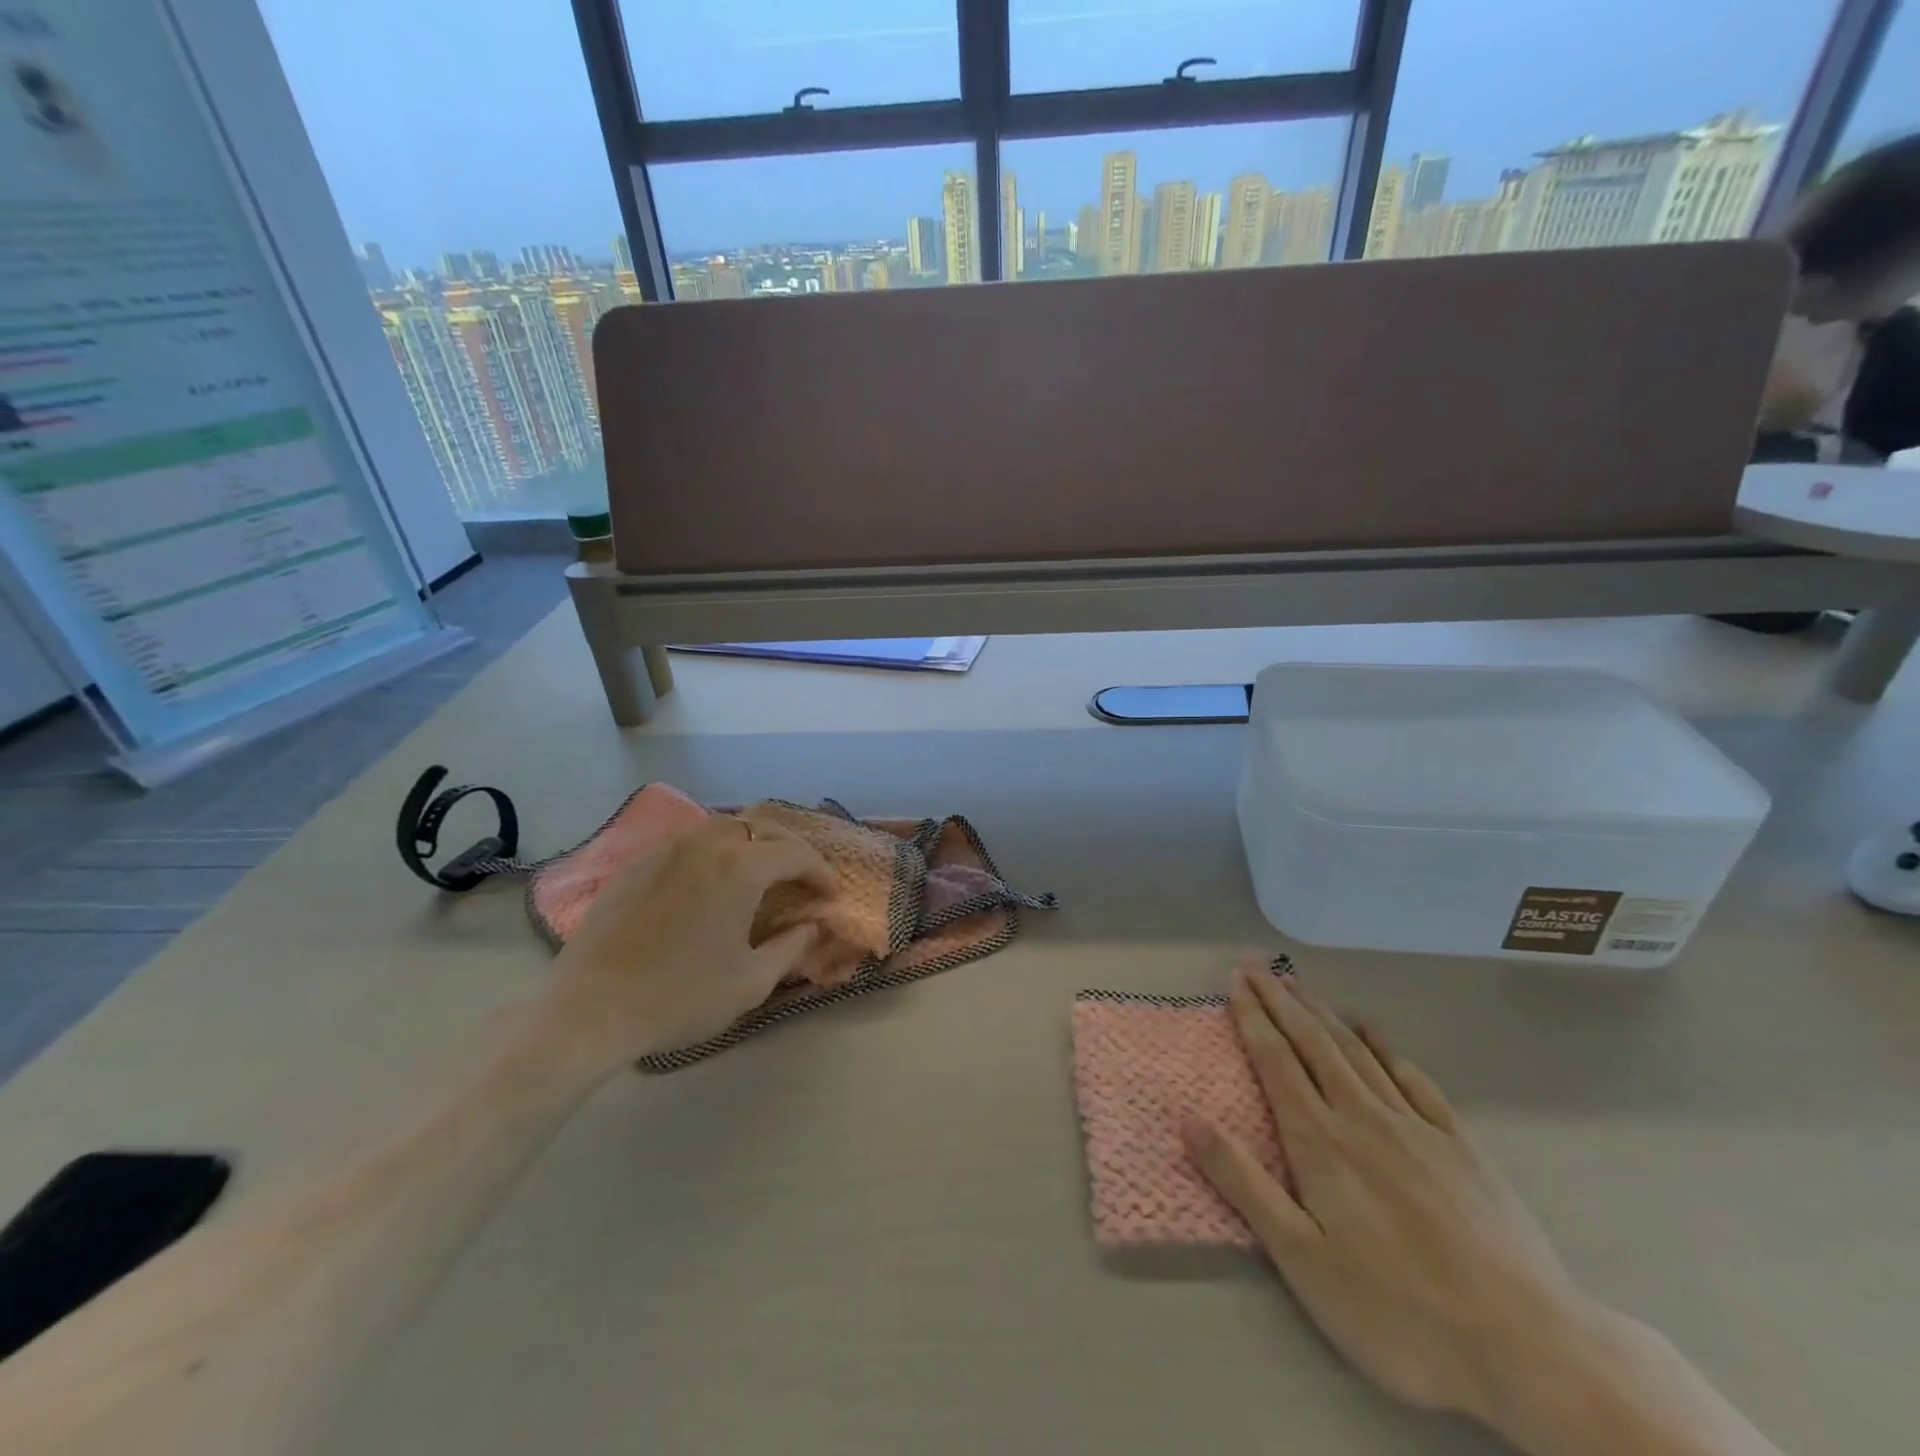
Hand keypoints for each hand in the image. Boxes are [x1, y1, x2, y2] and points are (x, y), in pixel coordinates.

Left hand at [539, 813, 835, 1069]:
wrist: (590, 1010)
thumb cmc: (680, 997)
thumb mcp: (750, 982)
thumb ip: (791, 948)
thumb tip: (813, 926)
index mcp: (739, 868)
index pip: (794, 853)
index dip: (820, 870)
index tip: (830, 893)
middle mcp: (704, 845)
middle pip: (759, 825)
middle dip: (788, 846)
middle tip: (801, 873)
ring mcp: (665, 850)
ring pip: (720, 826)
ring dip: (750, 841)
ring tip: (759, 869)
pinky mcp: (636, 865)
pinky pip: (687, 841)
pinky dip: (713, 850)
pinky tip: (710, 878)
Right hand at [1182, 961, 1588, 1427]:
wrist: (1527, 1346)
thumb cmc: (1397, 1312)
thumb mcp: (1302, 1259)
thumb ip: (1243, 1183)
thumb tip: (1188, 1118)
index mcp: (1319, 1141)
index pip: (1275, 1060)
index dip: (1252, 1016)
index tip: (1234, 980)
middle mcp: (1362, 1117)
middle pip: (1312, 1042)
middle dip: (1280, 999)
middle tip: (1256, 965)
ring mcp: (1415, 1126)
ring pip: (1356, 1051)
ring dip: (1322, 1012)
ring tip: (1298, 984)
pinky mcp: (1460, 1145)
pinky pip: (1413, 1079)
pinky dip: (1386, 1047)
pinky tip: (1372, 1031)